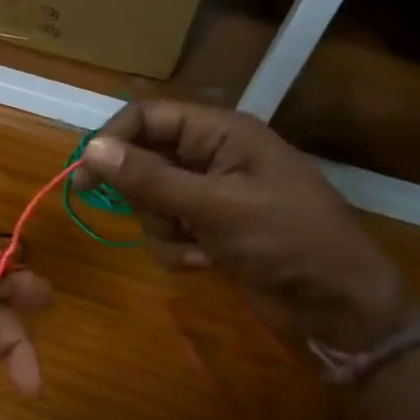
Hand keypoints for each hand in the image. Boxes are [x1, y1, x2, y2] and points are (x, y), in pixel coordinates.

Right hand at [78, 101, 413, 350]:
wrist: (335, 302)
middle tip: (161, 220)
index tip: (83, 177)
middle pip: (144, 161)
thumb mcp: (214, 207)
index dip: (113, 141)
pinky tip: (208, 263)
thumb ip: (150, 179)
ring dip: (163, 230)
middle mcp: (212, 157)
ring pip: (151, 202)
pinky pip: (167, 232)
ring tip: (199, 248)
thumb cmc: (286, 240)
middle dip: (145, 198)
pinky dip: (177, 250)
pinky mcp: (209, 230)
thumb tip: (90, 149)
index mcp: (221, 133)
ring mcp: (210, 196)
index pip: (149, 117)